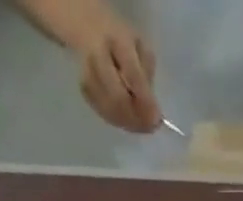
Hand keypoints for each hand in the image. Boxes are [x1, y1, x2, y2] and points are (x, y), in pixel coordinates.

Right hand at [72, 15, 159, 132]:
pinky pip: (104, 114)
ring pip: (110, 111)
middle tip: (150, 127)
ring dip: (129, 123)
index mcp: (117, 40)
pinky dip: (119, 122)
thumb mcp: (140, 46)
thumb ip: (146, 74)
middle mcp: (98, 57)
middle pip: (118, 99)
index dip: (145, 101)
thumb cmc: (121, 39)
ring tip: (142, 125)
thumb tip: (151, 109)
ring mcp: (88, 75)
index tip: (157, 120)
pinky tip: (129, 120)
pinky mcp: (84, 91)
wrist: (89, 30)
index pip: (133, 76)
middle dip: (136, 118)